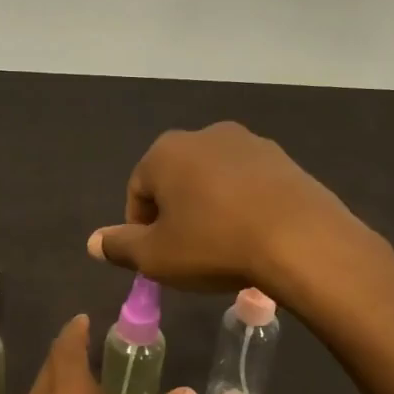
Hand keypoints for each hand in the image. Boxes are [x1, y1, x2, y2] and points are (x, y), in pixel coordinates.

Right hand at [87, 122, 358, 295]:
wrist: (300, 239)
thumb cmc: (214, 244)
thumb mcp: (156, 257)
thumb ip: (120, 246)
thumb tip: (92, 242)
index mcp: (166, 152)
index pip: (137, 189)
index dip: (140, 227)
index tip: (156, 257)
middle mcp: (205, 135)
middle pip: (176, 179)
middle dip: (175, 213)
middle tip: (187, 253)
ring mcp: (248, 143)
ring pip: (214, 180)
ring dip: (210, 208)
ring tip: (222, 246)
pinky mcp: (283, 159)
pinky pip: (249, 184)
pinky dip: (243, 205)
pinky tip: (253, 236)